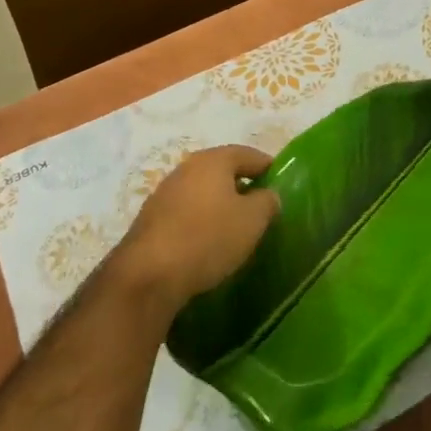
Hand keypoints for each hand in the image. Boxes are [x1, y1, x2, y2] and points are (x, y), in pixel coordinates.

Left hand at [108, 145, 278, 319]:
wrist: (148, 276)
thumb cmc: (209, 238)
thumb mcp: (253, 219)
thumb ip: (267, 201)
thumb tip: (266, 195)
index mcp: (213, 161)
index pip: (249, 154)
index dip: (269, 167)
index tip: (282, 185)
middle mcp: (186, 169)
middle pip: (223, 171)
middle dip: (243, 186)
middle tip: (261, 208)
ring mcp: (164, 194)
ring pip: (203, 193)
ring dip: (221, 205)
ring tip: (237, 228)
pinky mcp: (150, 220)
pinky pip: (186, 213)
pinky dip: (201, 221)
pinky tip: (209, 242)